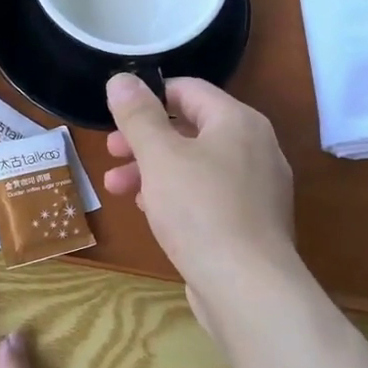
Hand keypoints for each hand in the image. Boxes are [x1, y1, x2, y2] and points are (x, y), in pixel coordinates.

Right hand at [103, 74, 297, 294]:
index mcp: (238, 122)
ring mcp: (257, 188)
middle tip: (111, 153)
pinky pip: (208, 195)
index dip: (149, 97)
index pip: (189, 90)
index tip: (115, 115)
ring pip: (196, 165)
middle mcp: (255, 148)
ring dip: (153, 170)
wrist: (247, 288)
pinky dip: (177, 195)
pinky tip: (150, 212)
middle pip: (191, 129)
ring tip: (117, 188)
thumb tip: (120, 79)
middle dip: (145, 140)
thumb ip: (138, 116)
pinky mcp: (251, 222)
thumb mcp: (159, 157)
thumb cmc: (200, 210)